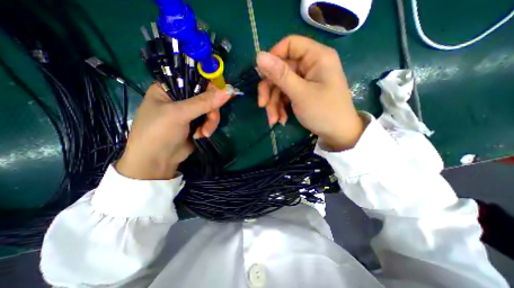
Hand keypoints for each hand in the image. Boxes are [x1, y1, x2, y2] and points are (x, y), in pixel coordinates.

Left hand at [116, 83, 230, 178]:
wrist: (156, 161)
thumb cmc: (159, 132)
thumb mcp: (179, 114)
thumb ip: (203, 102)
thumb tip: (228, 91)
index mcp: (169, 88)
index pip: (195, 78)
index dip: (210, 85)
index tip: (222, 95)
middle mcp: (180, 97)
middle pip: (206, 96)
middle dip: (211, 111)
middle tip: (209, 122)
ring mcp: (190, 111)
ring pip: (210, 109)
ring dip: (210, 122)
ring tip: (203, 134)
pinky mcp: (197, 123)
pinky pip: (210, 120)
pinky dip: (208, 128)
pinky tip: (201, 136)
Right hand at [256, 35, 360, 149]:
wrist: (337, 134)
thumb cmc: (323, 112)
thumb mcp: (300, 93)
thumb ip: (280, 74)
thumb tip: (259, 55)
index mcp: (316, 57)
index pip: (289, 45)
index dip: (273, 57)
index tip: (262, 75)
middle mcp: (311, 66)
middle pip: (281, 70)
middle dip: (270, 90)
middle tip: (262, 105)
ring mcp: (306, 81)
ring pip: (281, 86)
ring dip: (274, 104)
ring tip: (273, 120)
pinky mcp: (303, 93)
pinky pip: (286, 96)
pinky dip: (281, 108)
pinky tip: (281, 120)